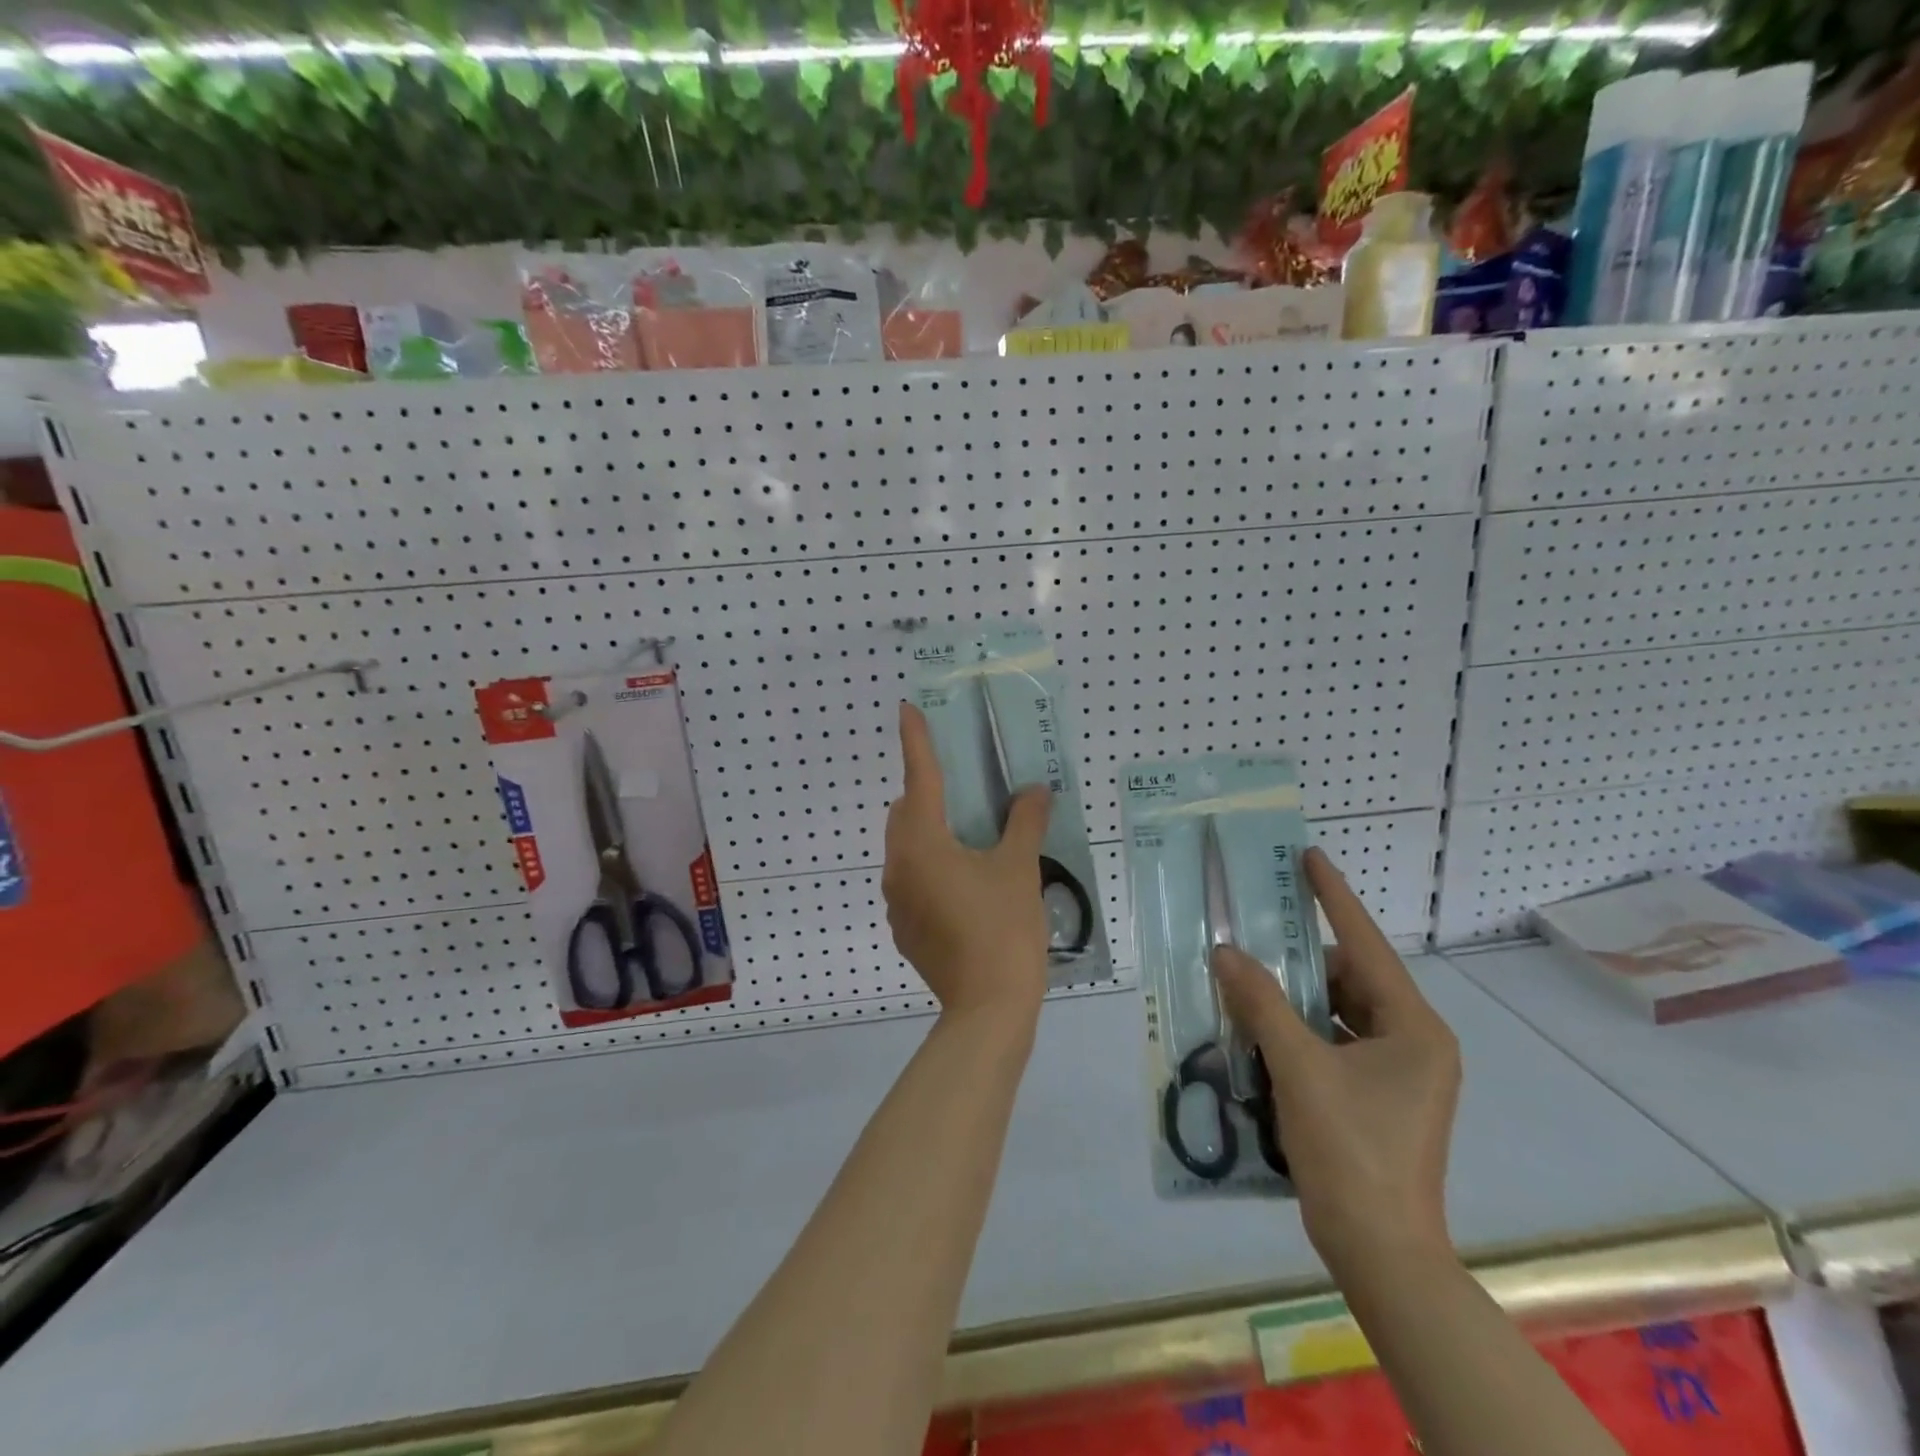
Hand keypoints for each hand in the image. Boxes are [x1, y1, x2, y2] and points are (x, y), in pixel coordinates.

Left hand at [882, 701, 1052, 1018]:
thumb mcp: (1020, 869)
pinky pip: (912, 879)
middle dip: (927, 793)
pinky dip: (931, 866)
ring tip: (972, 839)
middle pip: (905, 812)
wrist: (987, 1008)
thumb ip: (1025, 822)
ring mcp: (896, 899)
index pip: (918, 777)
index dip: (916, 740)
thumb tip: (1035, 791)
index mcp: (922, 842)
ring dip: (930, 832)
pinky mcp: (903, 927)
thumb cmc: (1004, 928)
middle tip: (965, 792)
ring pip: (906, 847)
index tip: (907, 708)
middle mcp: (898, 865)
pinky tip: (966, 885)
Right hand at [1213, 847, 1460, 1277]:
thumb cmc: (1351, 1151)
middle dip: (1301, 959)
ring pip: (1339, 1012)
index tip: (1309, 857)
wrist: (1380, 1252)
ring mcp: (1398, 1073)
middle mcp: (1414, 1043)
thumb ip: (1261, 1003)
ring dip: (1295, 998)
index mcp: (1414, 1028)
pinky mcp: (1378, 1097)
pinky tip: (1258, 1027)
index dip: (1335, 898)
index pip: (1368, 945)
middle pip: (1350, 979)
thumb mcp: (1299, 1068)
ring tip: (1247, 980)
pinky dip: (1299, 1031)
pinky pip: (1333, 1042)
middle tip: (1254, 936)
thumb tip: (1226, 951)